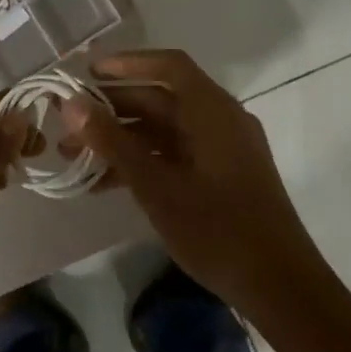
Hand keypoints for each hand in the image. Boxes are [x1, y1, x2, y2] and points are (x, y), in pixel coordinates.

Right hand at [62, 49, 325, 320]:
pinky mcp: (222, 175)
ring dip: (122, 140)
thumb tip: (71, 104)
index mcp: (212, 110)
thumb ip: (112, 142)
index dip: (127, 63)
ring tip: (76, 159)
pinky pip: (176, 154)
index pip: (168, 66)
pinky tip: (107, 183)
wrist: (281, 288)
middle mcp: (220, 120)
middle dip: (112, 110)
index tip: (88, 74)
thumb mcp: (156, 186)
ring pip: (164, 130)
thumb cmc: (217, 230)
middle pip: (161, 99)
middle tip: (68, 125)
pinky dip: (143, 161)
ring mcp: (223, 149)